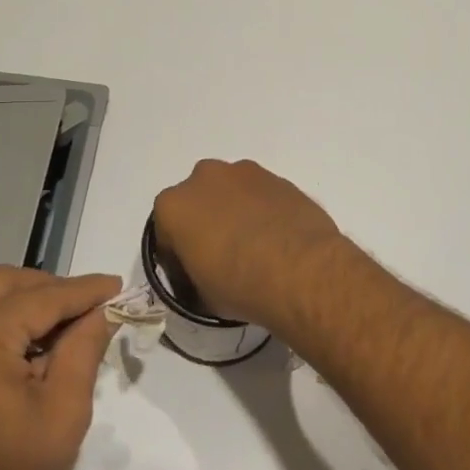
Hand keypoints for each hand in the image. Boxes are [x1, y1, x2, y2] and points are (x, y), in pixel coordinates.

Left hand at [0, 267, 119, 469]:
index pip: (41, 297)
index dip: (85, 291)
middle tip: (92, 312)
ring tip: (63, 334)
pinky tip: (25, 352)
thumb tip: (104, 309)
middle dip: (52, 291)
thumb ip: (84, 349)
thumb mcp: (63, 414)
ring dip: (24, 306)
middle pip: (5, 284)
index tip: (119, 287)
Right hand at [152, 160, 345, 332]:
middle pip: (199, 204)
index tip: (193, 280)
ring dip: (235, 214)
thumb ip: (194, 278)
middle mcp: (204, 178)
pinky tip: (276, 239)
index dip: (178, 261)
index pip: (167, 235)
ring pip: (231, 193)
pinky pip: (261, 195)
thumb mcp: (202, 296)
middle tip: (223, 258)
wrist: (302, 270)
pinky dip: (263, 211)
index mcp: (173, 205)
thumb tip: (205, 278)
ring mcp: (245, 173)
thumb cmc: (239, 285)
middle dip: (206, 225)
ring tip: (255, 248)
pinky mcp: (279, 177)